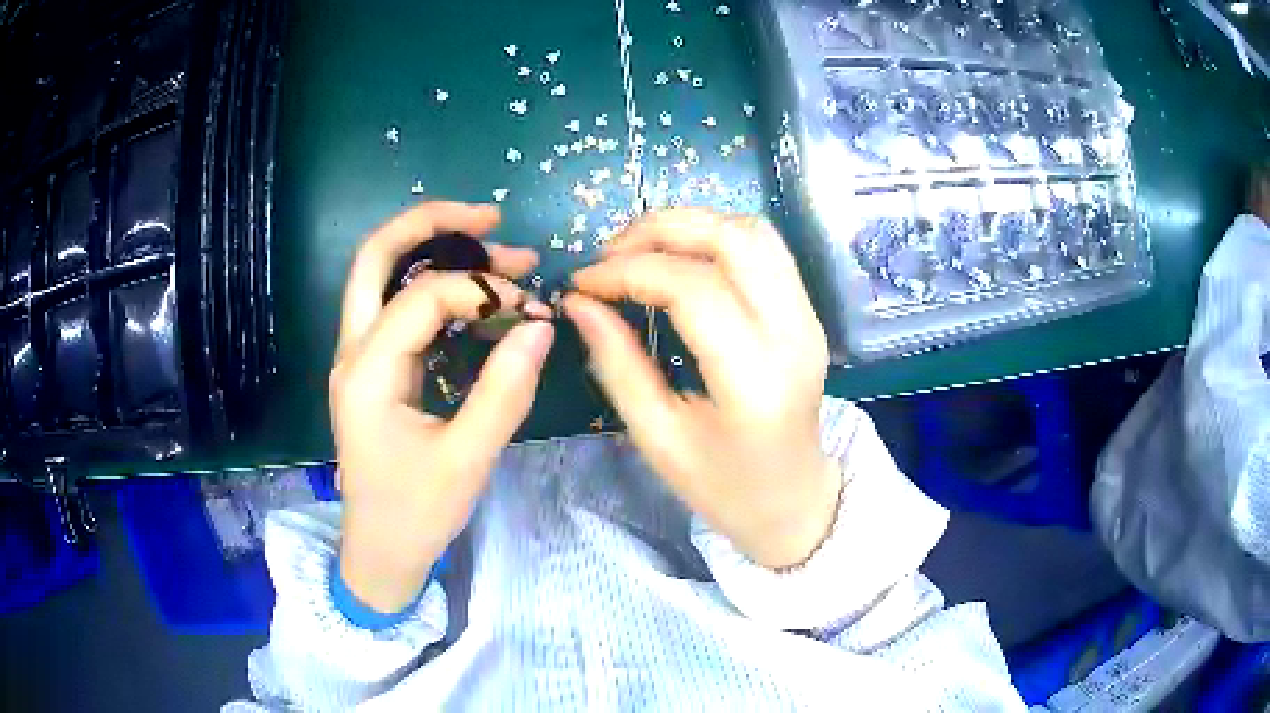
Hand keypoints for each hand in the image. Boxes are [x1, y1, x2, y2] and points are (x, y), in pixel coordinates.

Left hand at [331, 201, 554, 611]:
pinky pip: (397, 307)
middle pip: (376, 256)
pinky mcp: (372, 369)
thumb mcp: (467, 460)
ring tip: (501, 252)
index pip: (423, 296)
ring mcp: (358, 358)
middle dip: (433, 223)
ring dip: (437, 252)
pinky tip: (477, 296)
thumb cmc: (417, 513)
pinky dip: (436, 287)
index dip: (482, 289)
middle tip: (493, 216)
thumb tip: (539, 326)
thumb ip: (504, 391)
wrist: (380, 552)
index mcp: (367, 372)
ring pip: (383, 276)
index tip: (532, 308)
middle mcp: (353, 352)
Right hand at [565, 209, 841, 569]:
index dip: (629, 272)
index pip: (694, 289)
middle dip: (661, 229)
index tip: (583, 282)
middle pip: (733, 240)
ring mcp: (809, 318)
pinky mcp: (809, 313)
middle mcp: (794, 335)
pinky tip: (680, 258)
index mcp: (755, 381)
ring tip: (640, 250)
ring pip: (753, 233)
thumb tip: (579, 303)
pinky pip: (765, 250)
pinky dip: (716, 237)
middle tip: (609, 254)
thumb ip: (617, 364)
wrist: (794, 501)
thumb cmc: (723, 487)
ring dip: (691, 226)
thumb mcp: (658, 437)